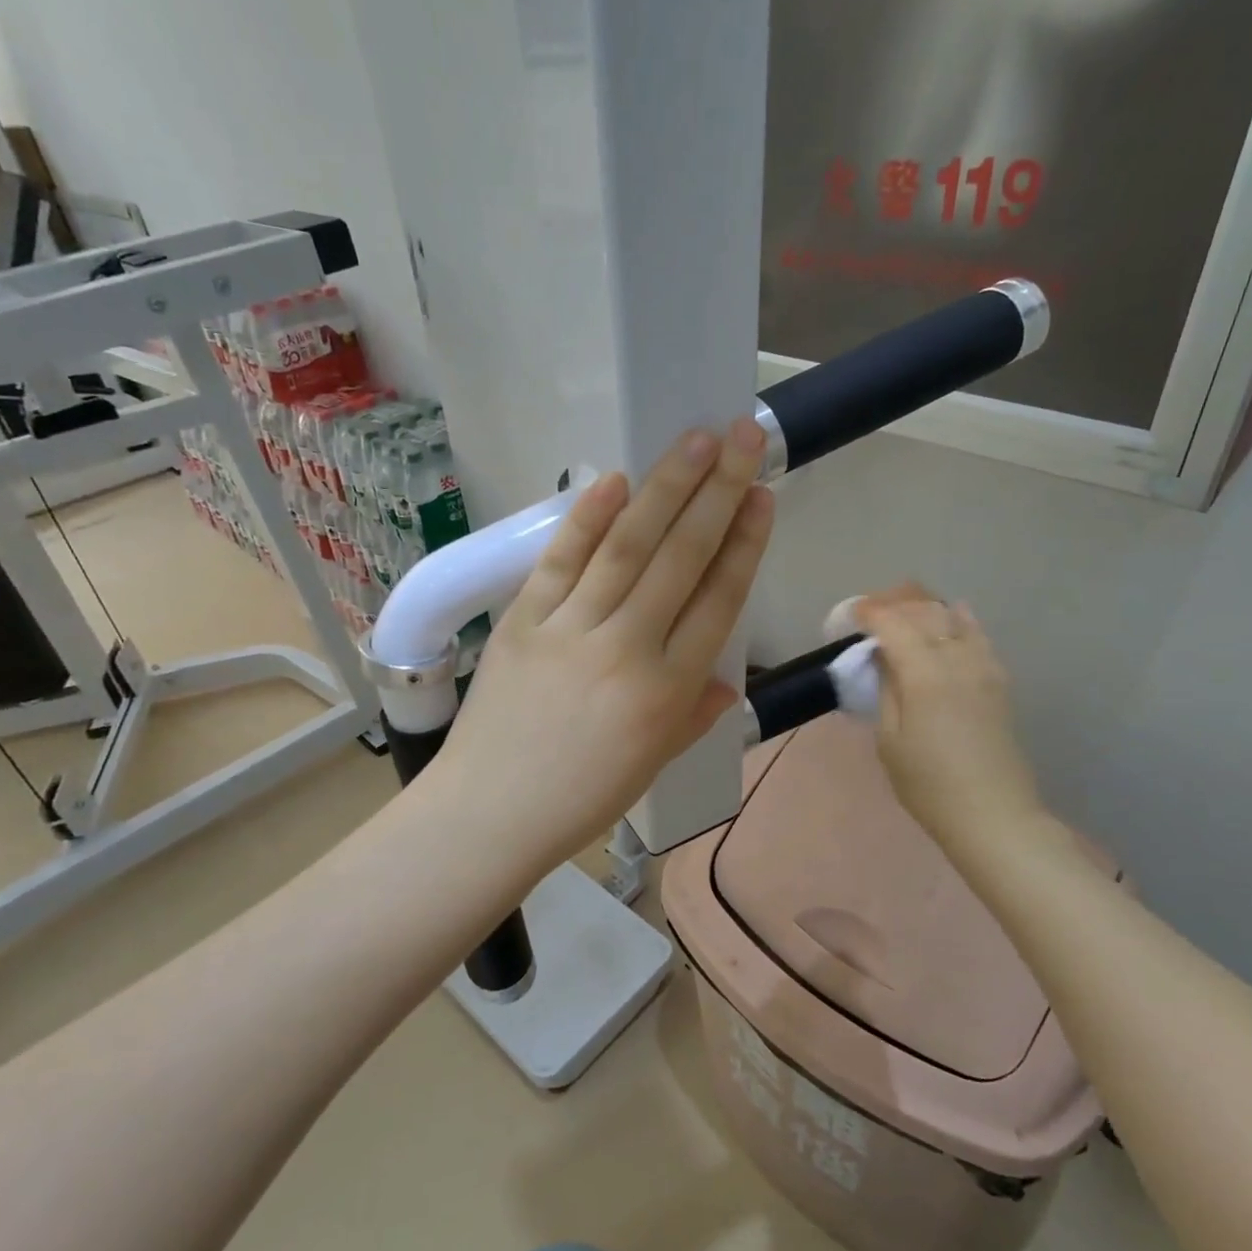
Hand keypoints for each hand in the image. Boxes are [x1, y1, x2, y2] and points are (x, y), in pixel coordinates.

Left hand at [430, 419, 773, 875]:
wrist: (490, 813)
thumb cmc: (581, 799)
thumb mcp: (654, 762)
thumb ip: (692, 713)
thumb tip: (722, 680)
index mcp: (668, 690)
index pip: (718, 601)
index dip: (744, 543)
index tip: (761, 496)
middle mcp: (628, 649)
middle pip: (681, 558)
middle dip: (718, 492)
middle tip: (743, 436)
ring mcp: (571, 630)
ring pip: (627, 548)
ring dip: (665, 488)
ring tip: (696, 440)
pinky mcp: (523, 621)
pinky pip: (560, 563)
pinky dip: (587, 519)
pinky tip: (614, 480)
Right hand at [853, 584, 1048, 853]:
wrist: (992, 815)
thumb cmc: (928, 784)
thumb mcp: (890, 740)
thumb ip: (887, 690)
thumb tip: (884, 658)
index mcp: (925, 675)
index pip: (894, 625)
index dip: (871, 613)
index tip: (852, 613)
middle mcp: (957, 660)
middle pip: (926, 613)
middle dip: (897, 603)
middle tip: (873, 610)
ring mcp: (984, 668)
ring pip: (954, 619)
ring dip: (927, 608)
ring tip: (905, 610)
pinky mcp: (999, 682)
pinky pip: (979, 636)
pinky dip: (961, 620)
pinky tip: (953, 615)